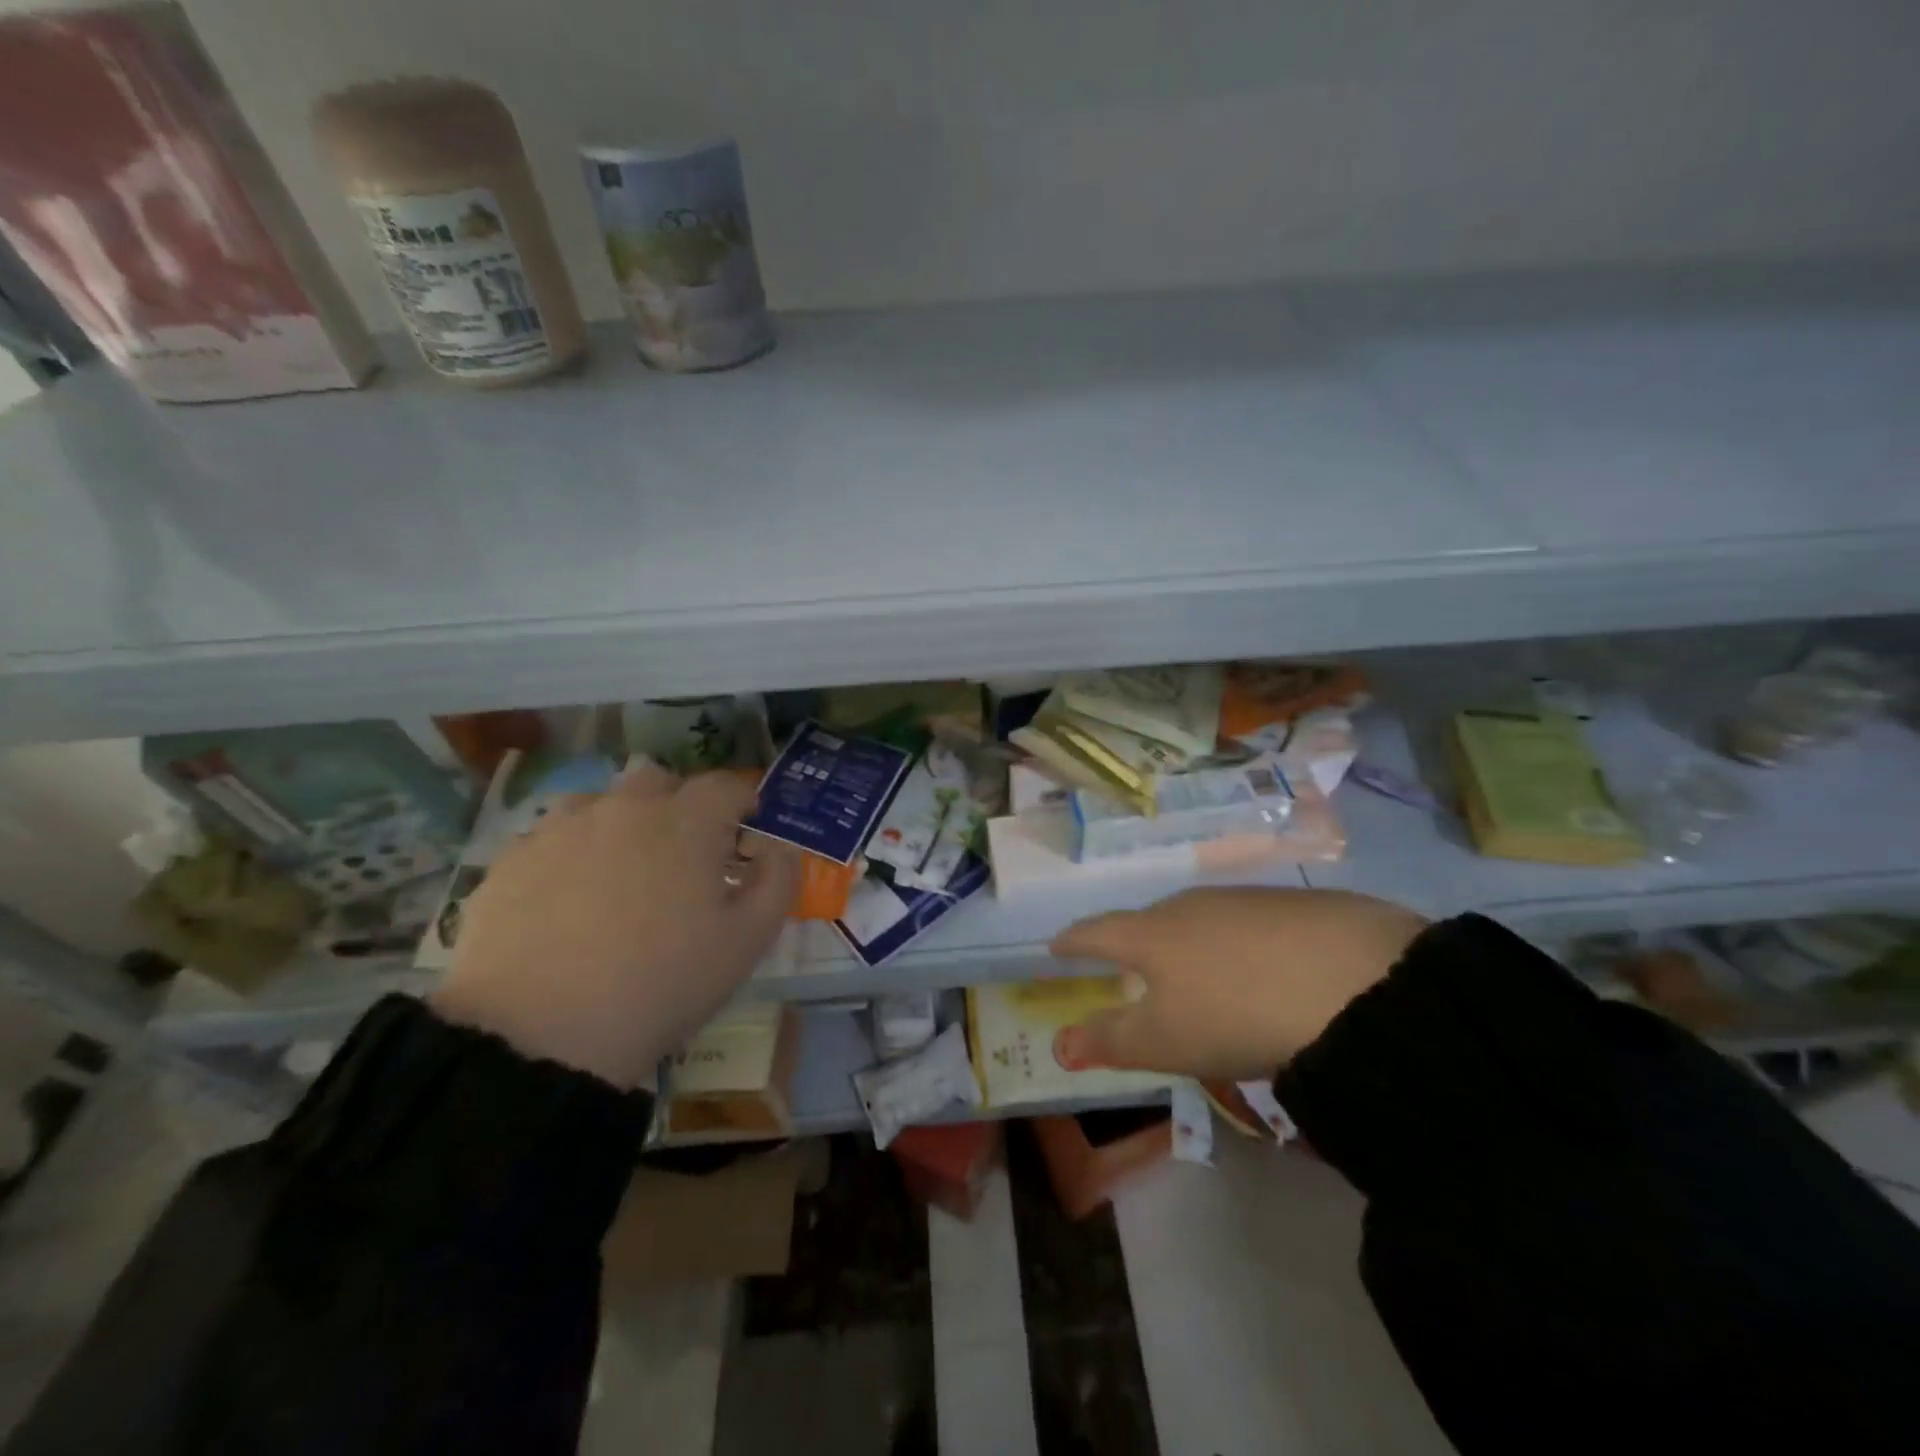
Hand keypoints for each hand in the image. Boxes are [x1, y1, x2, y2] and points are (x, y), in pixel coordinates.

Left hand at [431, 764, 800, 1088]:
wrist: (538, 1036)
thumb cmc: (662, 984)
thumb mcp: (747, 941)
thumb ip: (778, 881)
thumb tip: (778, 846)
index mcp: (685, 822)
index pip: (724, 785)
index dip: (742, 800)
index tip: (748, 824)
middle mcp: (622, 809)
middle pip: (657, 780)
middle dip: (679, 803)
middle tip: (684, 851)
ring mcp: (559, 830)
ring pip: (599, 802)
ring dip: (620, 821)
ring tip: (621, 872)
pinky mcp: (510, 862)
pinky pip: (551, 838)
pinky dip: (571, 853)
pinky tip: (568, 900)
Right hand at [1050, 887, 1425, 1079]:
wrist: (1353, 980)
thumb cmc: (1235, 1015)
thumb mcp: (1164, 1042)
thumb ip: (1109, 1041)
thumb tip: (1057, 1044)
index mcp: (1150, 934)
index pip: (1096, 932)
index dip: (1073, 941)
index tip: (1058, 946)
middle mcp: (1189, 904)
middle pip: (1148, 920)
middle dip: (1134, 941)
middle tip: (1134, 966)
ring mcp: (1243, 899)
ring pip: (1200, 918)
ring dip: (1190, 941)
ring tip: (1199, 971)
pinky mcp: (1294, 904)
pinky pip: (1249, 922)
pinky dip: (1239, 942)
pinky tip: (1262, 967)